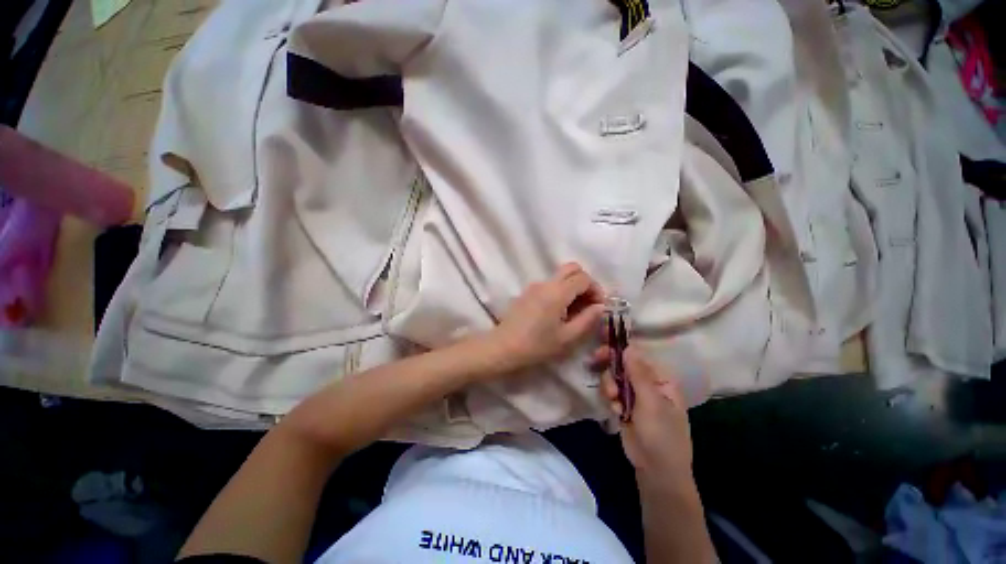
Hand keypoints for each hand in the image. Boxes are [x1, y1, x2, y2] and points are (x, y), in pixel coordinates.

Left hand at [491, 263, 605, 373]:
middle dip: (585, 282)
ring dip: (572, 287)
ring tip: (575, 311)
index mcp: (557, 292)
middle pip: (572, 268)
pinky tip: (559, 312)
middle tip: (588, 303)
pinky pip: (550, 284)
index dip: (596, 289)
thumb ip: (587, 319)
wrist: (504, 347)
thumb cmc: (537, 345)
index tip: (598, 307)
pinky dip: (560, 291)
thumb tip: (600, 307)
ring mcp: (534, 286)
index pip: (583, 278)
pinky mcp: (527, 292)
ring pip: (560, 276)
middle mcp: (546, 283)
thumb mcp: (567, 337)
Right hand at [596, 345, 693, 480]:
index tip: (601, 336)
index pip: (638, 354)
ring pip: (613, 376)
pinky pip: (610, 392)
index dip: (620, 344)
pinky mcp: (623, 405)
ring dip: (609, 385)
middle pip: (622, 363)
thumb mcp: (651, 403)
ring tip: (614, 400)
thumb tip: (628, 347)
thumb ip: (638, 374)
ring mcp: (634, 394)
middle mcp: (647, 382)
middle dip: (609, 364)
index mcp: (660, 378)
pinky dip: (609, 398)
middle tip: (594, 361)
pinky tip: (616, 411)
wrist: (655, 470)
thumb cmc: (662, 435)